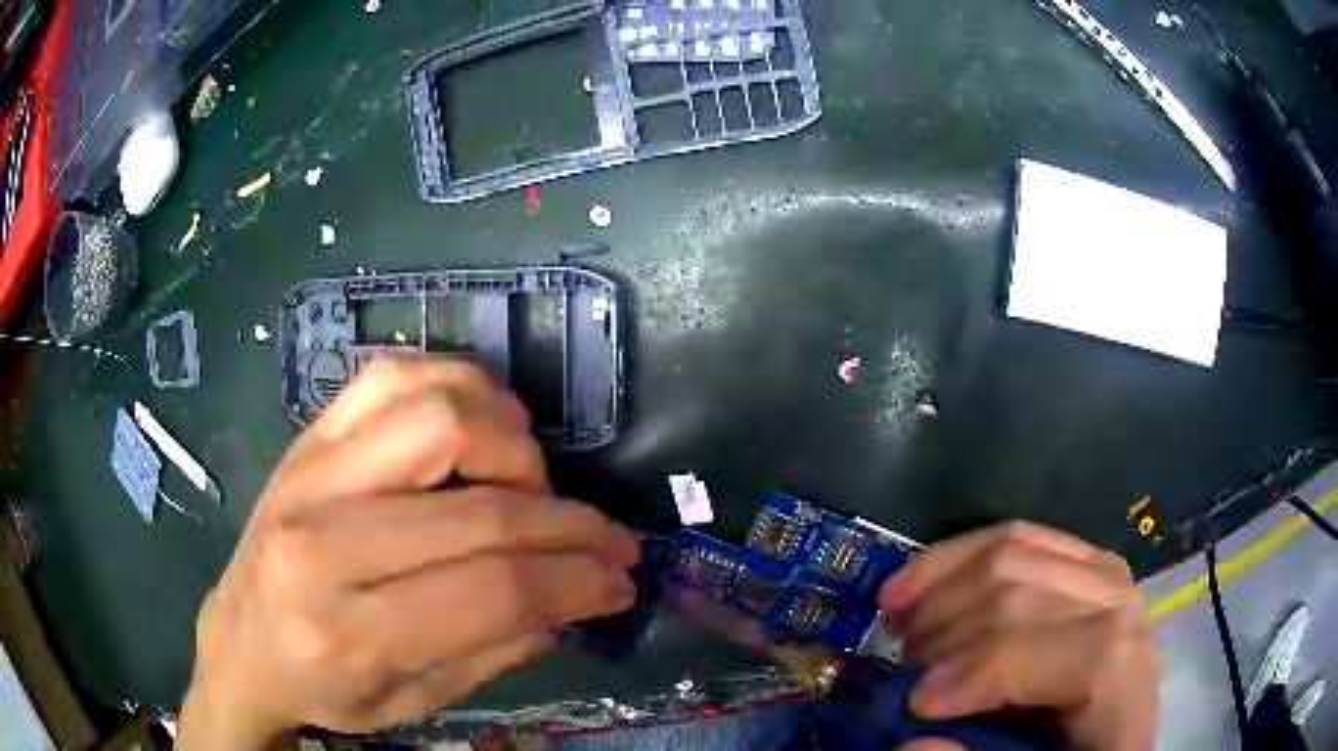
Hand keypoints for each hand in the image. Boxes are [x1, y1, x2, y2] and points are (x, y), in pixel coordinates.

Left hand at [178, 358, 640, 748]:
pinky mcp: (308, 435)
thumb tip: (574, 597)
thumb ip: (497, 650)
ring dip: (515, 446)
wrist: (240, 639)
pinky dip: (459, 387)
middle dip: (570, 526)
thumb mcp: (414, 700)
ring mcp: (309, 471)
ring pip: (440, 416)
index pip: (493, 590)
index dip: (577, 581)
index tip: (621, 581)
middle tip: (606, 543)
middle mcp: (322, 540)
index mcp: (347, 630)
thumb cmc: (324, 686)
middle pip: (480, 508)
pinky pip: (394, 376)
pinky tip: (481, 425)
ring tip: (534, 483)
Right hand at [878, 522, 1160, 750]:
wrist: (1114, 727)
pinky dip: (956, 558)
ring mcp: (1101, 573)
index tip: (916, 707)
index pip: (1052, 646)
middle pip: (1020, 590)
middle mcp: (1119, 605)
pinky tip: (917, 585)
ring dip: (941, 590)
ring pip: (1011, 550)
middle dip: (947, 630)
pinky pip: (1017, 536)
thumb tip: (916, 742)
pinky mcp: (1083, 559)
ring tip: (903, 632)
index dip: (979, 670)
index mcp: (1119, 670)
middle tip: (904, 674)